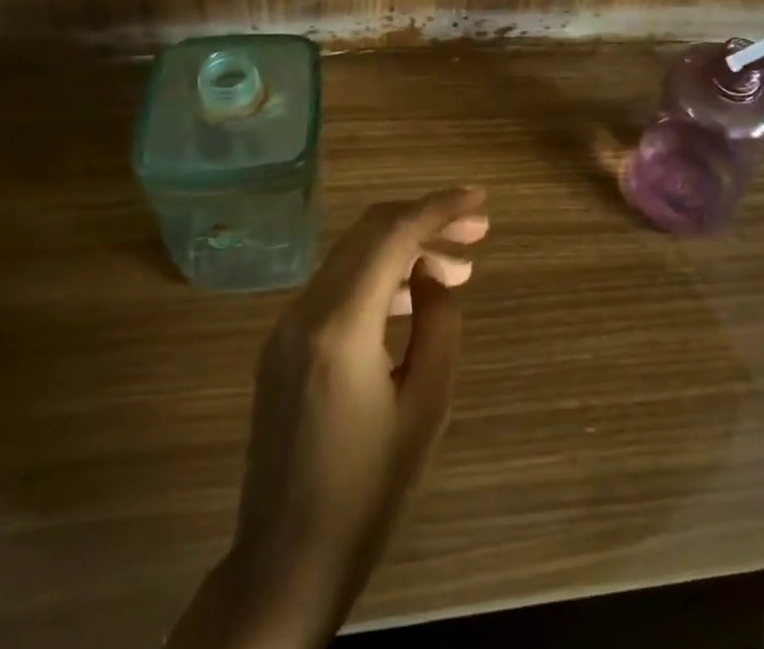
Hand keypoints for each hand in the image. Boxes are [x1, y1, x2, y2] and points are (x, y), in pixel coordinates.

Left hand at [173, 187, 489, 648]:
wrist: (284, 564)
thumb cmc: (367, 493)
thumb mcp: (425, 408)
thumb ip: (438, 325)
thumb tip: (432, 274)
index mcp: (340, 326)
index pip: (392, 235)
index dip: (439, 207)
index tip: (480, 199)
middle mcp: (305, 311)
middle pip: (369, 233)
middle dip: (425, 220)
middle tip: (477, 230)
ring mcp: (287, 326)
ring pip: (353, 256)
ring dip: (404, 249)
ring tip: (458, 268)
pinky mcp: (283, 345)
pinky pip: (337, 287)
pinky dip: (378, 276)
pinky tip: (413, 298)